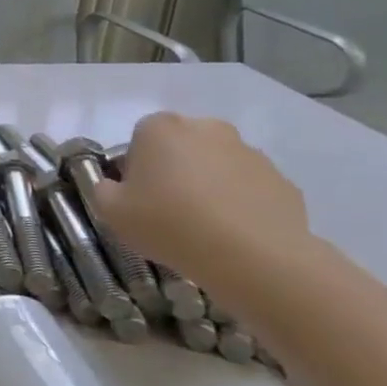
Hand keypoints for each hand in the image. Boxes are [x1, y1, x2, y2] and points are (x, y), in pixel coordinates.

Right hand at [90, 113, 311, 294]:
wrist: (254, 258)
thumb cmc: (169, 224)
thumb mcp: (110, 211)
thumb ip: (104, 189)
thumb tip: (117, 187)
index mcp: (160, 128)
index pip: (139, 139)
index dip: (136, 169)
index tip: (138, 198)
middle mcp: (206, 128)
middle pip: (181, 147)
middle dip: (175, 171)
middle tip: (169, 211)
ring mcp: (250, 153)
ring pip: (218, 166)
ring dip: (209, 186)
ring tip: (205, 228)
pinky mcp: (282, 181)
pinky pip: (250, 189)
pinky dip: (241, 205)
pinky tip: (235, 236)